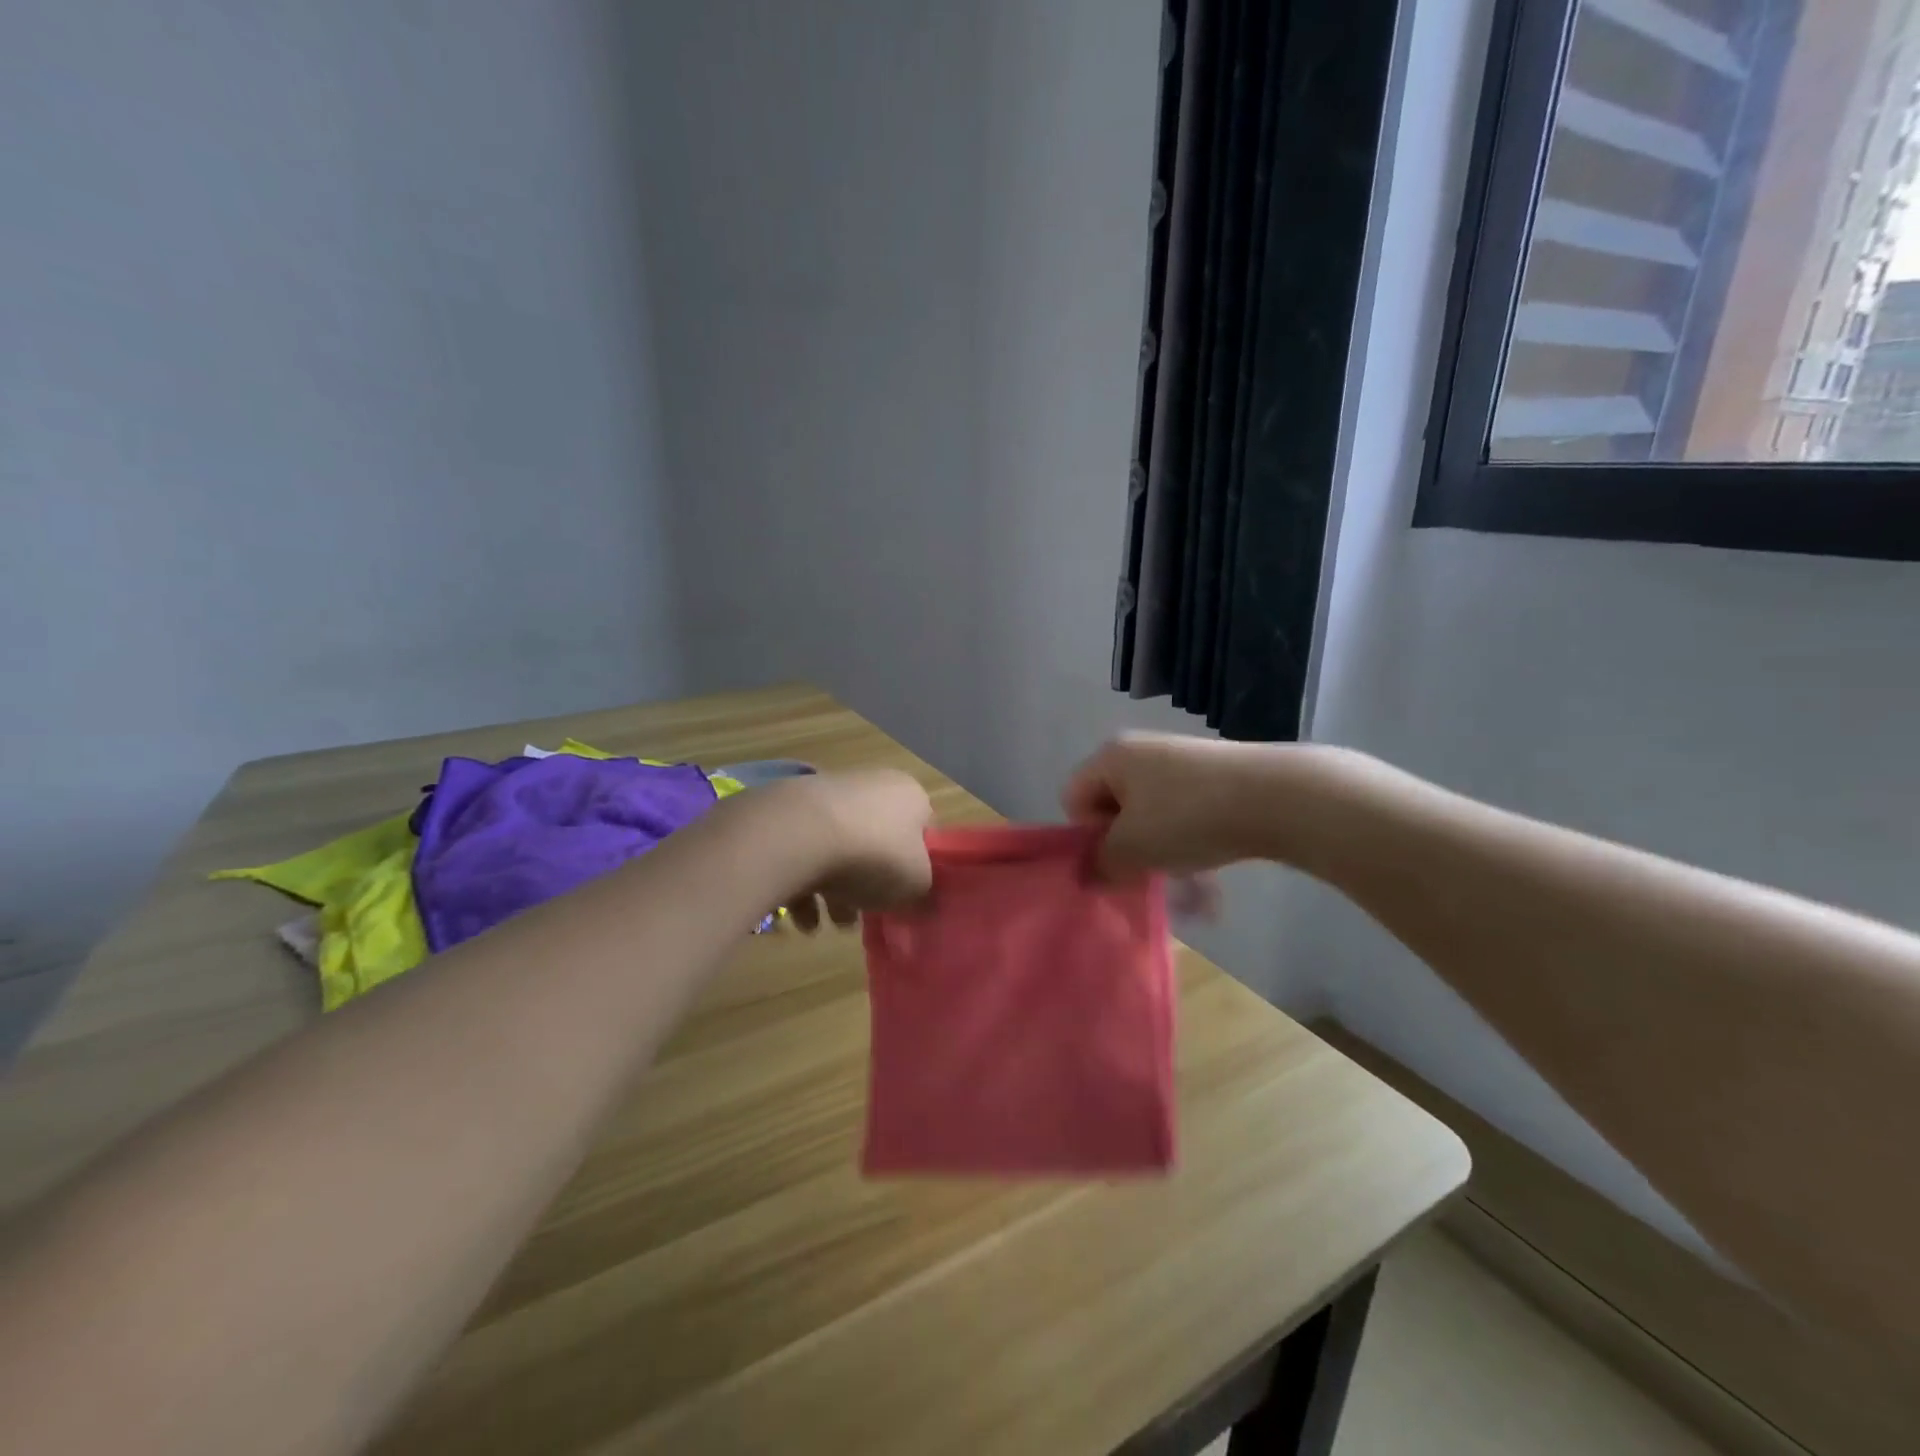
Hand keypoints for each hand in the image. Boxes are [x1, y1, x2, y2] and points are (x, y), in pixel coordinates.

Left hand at [777, 770, 933, 930]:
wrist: (804, 835)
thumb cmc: (876, 855)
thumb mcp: (917, 883)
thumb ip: (922, 889)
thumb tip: (916, 893)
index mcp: (910, 795)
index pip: (921, 830)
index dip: (915, 866)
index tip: (903, 896)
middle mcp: (871, 786)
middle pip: (876, 843)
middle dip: (867, 885)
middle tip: (860, 916)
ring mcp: (829, 796)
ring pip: (838, 850)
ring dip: (833, 892)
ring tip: (824, 924)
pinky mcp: (792, 811)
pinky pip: (805, 852)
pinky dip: (803, 884)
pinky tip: (801, 916)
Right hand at [1062, 732, 1271, 880]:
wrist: (1276, 797)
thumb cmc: (1187, 818)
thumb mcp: (1133, 850)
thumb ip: (1101, 865)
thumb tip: (1089, 874)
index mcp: (1111, 757)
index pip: (1073, 798)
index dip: (1086, 835)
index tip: (1115, 859)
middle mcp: (1141, 751)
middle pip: (1113, 808)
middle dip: (1125, 847)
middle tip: (1146, 873)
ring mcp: (1180, 761)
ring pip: (1151, 816)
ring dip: (1159, 851)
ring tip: (1184, 880)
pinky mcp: (1214, 775)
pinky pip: (1184, 814)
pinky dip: (1189, 842)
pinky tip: (1209, 873)